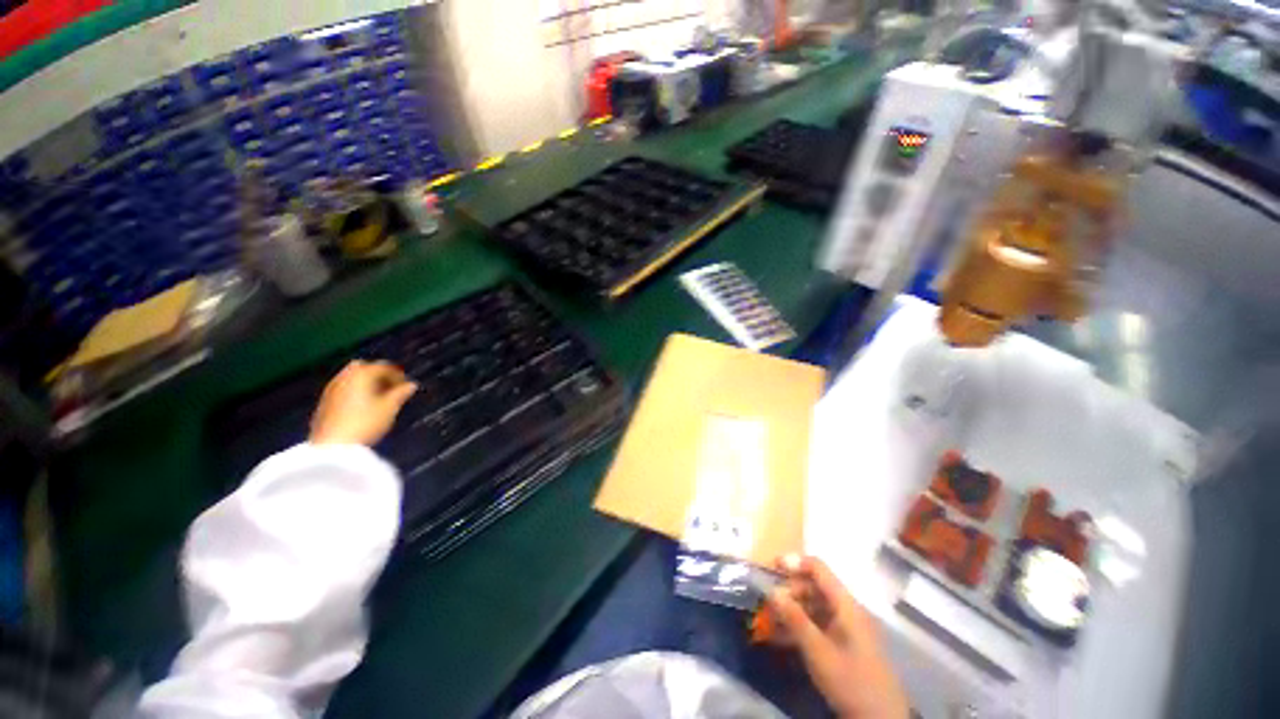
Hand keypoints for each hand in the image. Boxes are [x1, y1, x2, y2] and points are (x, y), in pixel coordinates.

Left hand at [309, 360, 416, 445]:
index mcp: (361, 373)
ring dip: (366, 383)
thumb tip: (411, 385)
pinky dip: (355, 391)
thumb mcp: (390, 407)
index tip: (407, 387)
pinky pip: (343, 389)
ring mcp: (331, 389)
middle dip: (379, 375)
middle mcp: (344, 377)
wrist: (333, 446)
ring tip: (379, 398)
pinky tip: (363, 406)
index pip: (384, 366)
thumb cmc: (366, 423)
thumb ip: (401, 393)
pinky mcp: (324, 402)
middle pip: (364, 367)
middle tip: (391, 388)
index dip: (399, 375)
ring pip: (352, 378)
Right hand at [765, 555, 909, 718]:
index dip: (794, 563)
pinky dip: (801, 626)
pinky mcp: (846, 643)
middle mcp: (848, 609)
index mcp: (846, 604)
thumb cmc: (850, 681)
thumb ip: (795, 619)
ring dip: (792, 610)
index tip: (770, 567)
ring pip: (815, 606)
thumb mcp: (818, 652)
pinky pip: (819, 624)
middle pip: (814, 586)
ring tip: (770, 621)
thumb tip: (771, 590)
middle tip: (768, 604)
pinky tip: (782, 637)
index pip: (818, 568)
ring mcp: (848, 627)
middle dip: (789, 591)